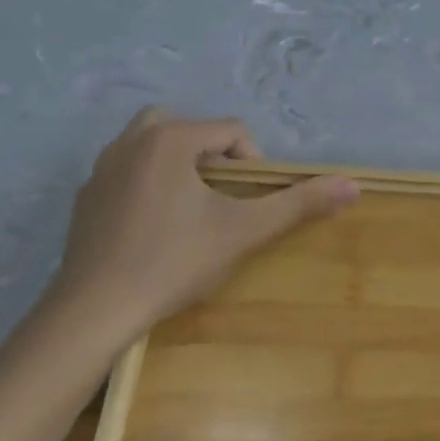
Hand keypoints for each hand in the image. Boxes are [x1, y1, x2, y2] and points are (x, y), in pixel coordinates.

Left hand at [48, 108, 358, 345]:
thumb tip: (354, 185)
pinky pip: (127, 169)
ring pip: (152, 143)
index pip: (231, 131)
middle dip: (213, 154)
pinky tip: (156, 224)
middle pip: (189, 127)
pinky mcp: (85, 197)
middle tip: (223, 194)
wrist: (91, 313)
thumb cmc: (172, 262)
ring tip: (194, 203)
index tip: (250, 202)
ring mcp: (101, 169)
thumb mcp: (243, 231)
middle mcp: (131, 142)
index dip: (253, 163)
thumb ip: (299, 203)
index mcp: (170, 140)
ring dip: (179, 161)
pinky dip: (149, 181)